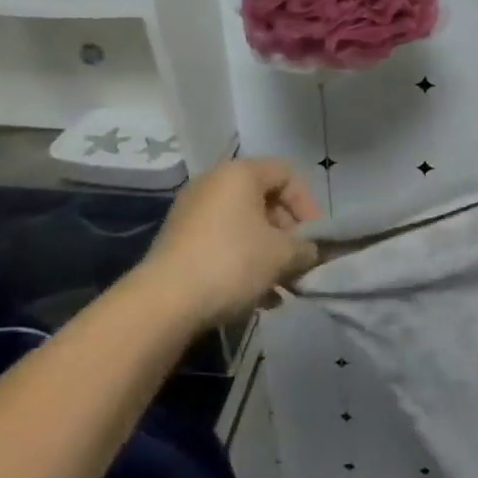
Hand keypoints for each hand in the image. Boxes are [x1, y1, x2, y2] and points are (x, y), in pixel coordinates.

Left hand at [131, 158, 322, 322]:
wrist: (163, 303)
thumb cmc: (232, 263)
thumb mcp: (282, 255)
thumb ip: (306, 248)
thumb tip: (311, 252)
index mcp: (240, 173)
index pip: (287, 174)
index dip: (308, 204)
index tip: (315, 238)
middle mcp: (213, 183)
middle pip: (265, 200)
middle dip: (287, 232)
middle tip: (298, 261)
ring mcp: (192, 212)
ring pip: (244, 225)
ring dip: (268, 251)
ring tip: (280, 285)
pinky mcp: (178, 241)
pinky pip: (223, 242)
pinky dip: (243, 261)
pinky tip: (256, 296)